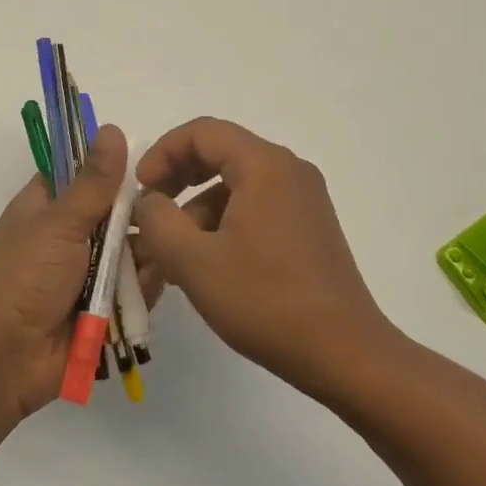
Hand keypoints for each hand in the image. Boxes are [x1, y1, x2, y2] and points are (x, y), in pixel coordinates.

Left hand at [0, 126, 127, 420]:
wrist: (4, 362)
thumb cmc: (23, 280)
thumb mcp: (59, 223)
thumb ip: (93, 182)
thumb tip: (112, 127)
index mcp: (48, 205)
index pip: (84, 170)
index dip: (113, 166)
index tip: (150, 166)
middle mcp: (69, 233)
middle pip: (117, 211)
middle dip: (138, 219)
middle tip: (160, 219)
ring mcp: (87, 271)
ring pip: (132, 250)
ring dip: (142, 257)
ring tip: (153, 260)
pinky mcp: (103, 306)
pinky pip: (134, 288)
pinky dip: (141, 290)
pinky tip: (146, 291)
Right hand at [132, 118, 395, 397]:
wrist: (345, 354)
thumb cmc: (266, 300)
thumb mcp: (194, 261)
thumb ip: (157, 220)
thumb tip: (149, 201)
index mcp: (264, 165)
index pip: (202, 132)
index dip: (162, 153)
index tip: (139, 190)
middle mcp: (288, 170)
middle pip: (220, 154)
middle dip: (177, 181)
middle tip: (150, 215)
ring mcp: (303, 199)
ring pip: (235, 185)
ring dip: (197, 211)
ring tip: (173, 257)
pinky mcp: (309, 227)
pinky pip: (255, 207)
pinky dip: (224, 225)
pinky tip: (207, 267)